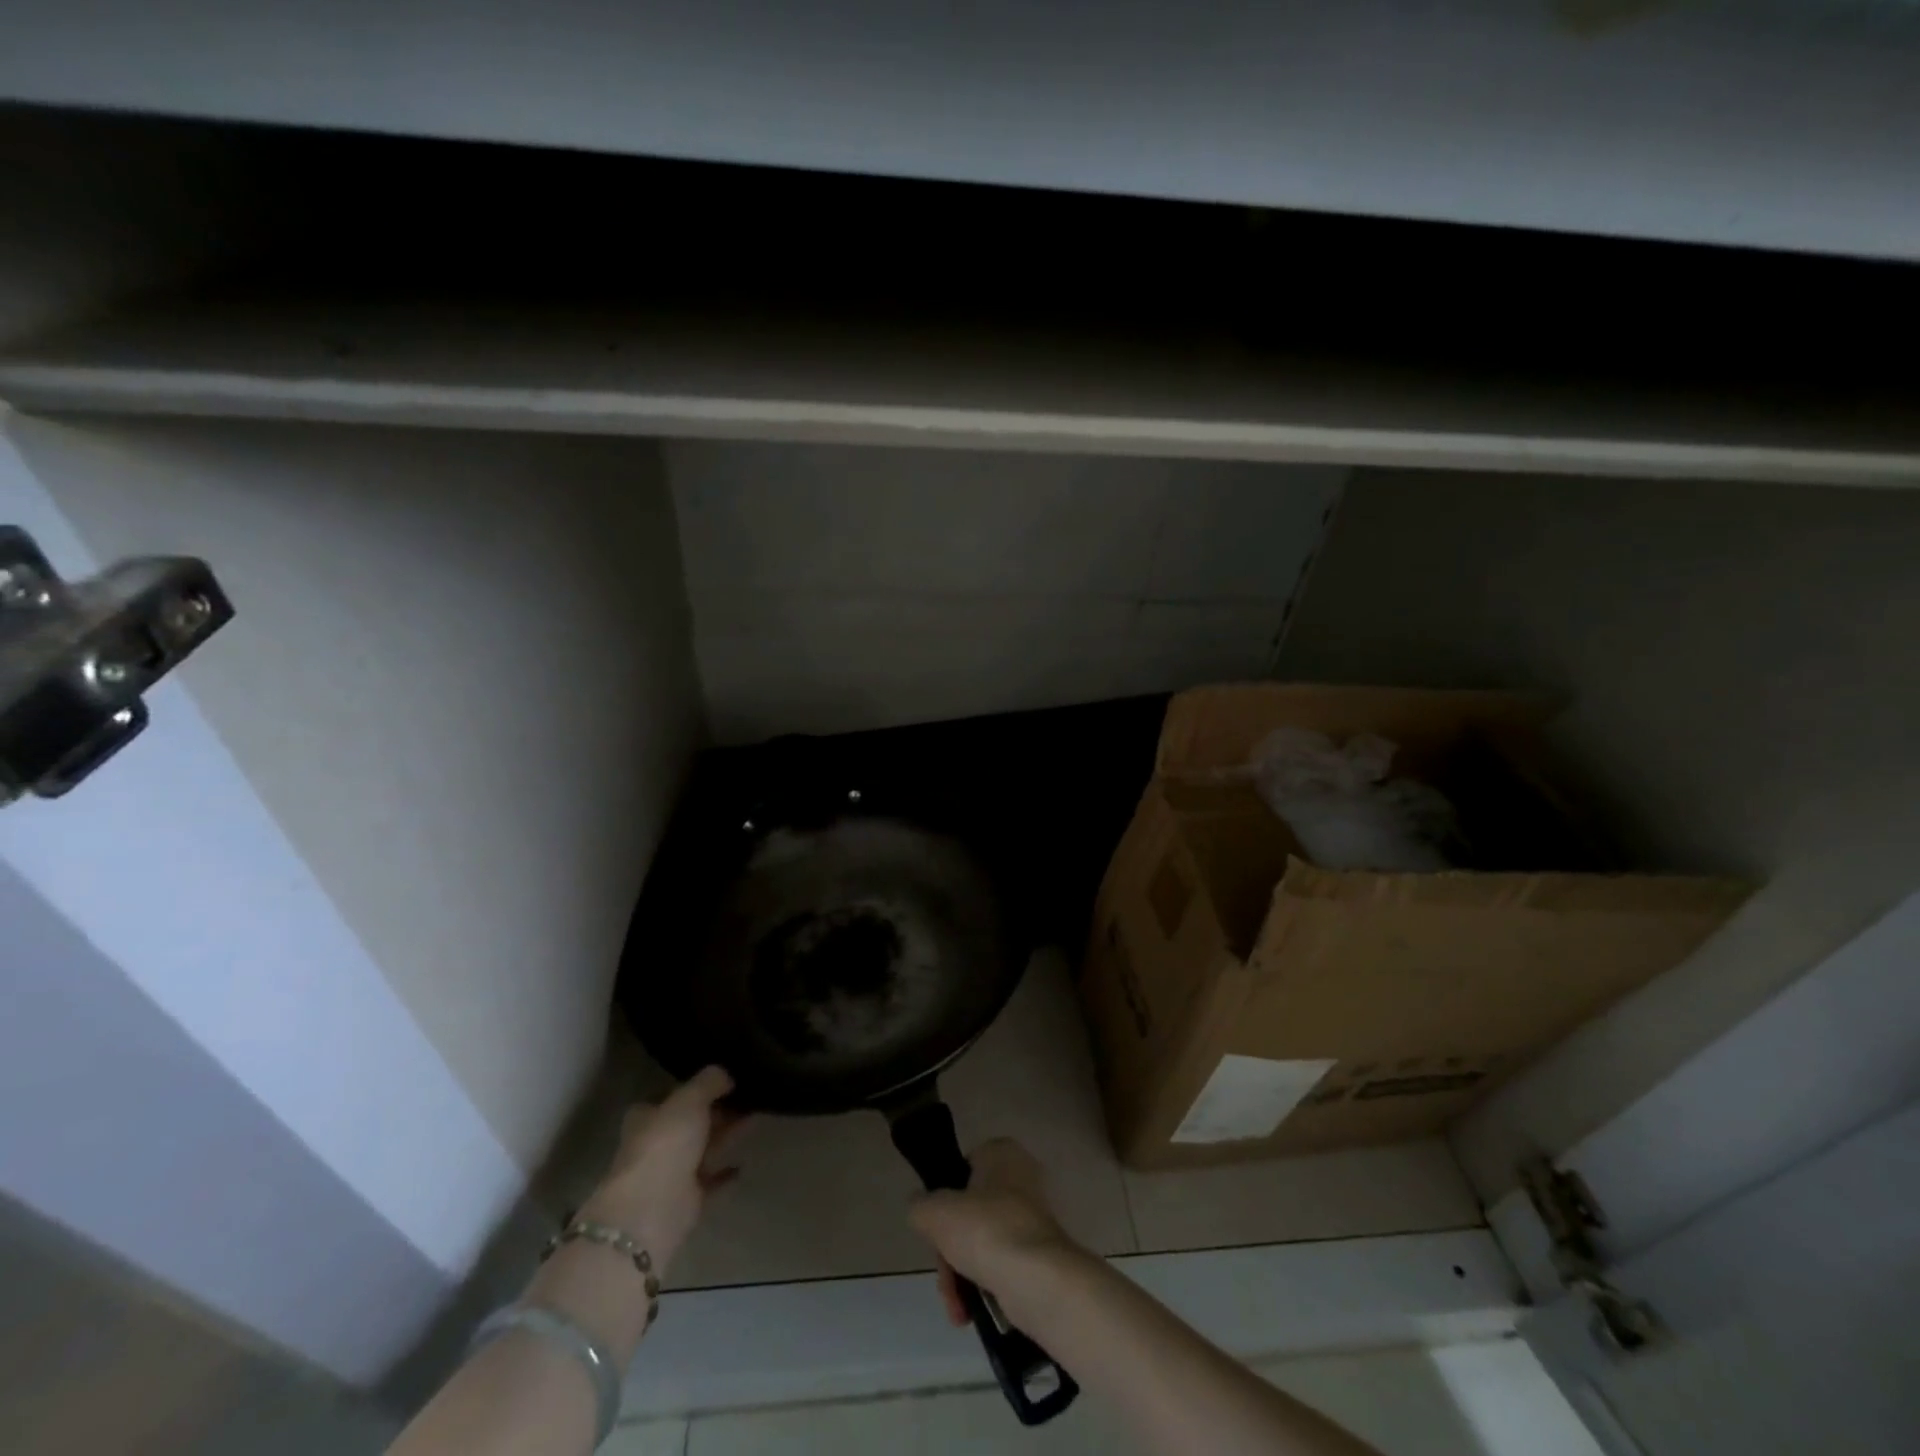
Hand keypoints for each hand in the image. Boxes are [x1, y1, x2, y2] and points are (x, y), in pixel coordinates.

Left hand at [581, 1066, 743, 1273]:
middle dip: (716, 1110)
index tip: (723, 1078)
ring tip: (756, 1117)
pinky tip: (744, 1164)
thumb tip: (726, 1074)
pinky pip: (712, 1181)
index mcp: (647, 1117)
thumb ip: (709, 1082)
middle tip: (748, 1094)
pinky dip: (726, 1174)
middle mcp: (656, 1144)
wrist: (652, 1209)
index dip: (693, 1087)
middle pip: (690, 1122)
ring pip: (704, 1148)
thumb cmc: (665, 1143)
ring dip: (726, 1135)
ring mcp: (671, 1174)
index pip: (670, 1097)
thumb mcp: (689, 1099)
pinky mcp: (687, 1201)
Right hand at [907, 1138, 1080, 1328]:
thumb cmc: (985, 1230)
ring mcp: (1034, 1218)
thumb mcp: (935, 1212)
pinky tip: (971, 1313)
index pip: (961, 1170)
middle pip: (969, 1214)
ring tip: (957, 1305)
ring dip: (962, 1276)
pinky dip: (984, 1287)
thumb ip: (920, 1206)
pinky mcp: (1040, 1254)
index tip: (934, 1230)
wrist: (1038, 1281)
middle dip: (950, 1251)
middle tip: (944, 1277)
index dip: (943, 1201)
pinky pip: (1002, 1266)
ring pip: (982, 1244)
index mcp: (1002, 1153)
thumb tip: (921, 1210)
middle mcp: (1022, 1178)